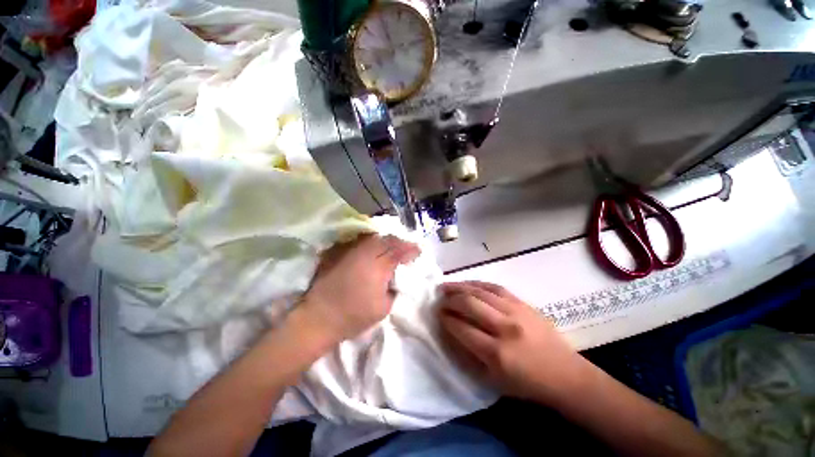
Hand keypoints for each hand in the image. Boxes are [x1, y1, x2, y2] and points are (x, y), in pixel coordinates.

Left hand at [299, 234, 419, 342]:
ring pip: (373, 237)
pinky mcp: (338, 252)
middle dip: (400, 241)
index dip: (411, 249)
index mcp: (378, 267)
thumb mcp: (383, 308)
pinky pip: (359, 241)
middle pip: (387, 240)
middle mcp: (365, 253)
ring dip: (386, 240)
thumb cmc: (353, 317)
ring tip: (392, 246)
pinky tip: (373, 247)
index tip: (418, 251)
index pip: (399, 251)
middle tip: (407, 247)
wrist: (318, 318)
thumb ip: (393, 289)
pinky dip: (370, 242)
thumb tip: (395, 277)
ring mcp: (350, 251)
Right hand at [438, 281, 584, 402]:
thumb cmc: (526, 383)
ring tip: (446, 286)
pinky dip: (477, 283)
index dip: (446, 319)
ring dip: (459, 287)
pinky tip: (467, 283)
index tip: (437, 314)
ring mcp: (515, 311)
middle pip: (469, 304)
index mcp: (496, 353)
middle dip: (450, 300)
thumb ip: (468, 355)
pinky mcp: (523, 303)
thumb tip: (449, 331)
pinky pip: (495, 287)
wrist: (566, 374)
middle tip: (440, 299)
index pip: (461, 328)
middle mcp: (505, 328)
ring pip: (480, 291)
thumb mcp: (492, 380)